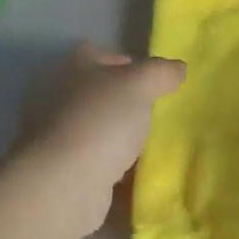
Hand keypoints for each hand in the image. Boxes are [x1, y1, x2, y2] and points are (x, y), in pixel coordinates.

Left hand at [15, 43, 186, 232]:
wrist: (66, 183)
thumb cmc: (100, 121)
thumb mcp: (139, 84)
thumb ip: (160, 73)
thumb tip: (178, 68)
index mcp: (73, 71)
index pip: (96, 55)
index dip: (123, 61)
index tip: (151, 79)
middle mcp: (60, 100)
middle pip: (97, 94)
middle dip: (124, 103)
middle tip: (157, 113)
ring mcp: (60, 138)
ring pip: (97, 130)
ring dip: (120, 137)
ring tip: (152, 145)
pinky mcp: (66, 172)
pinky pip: (97, 164)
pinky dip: (115, 168)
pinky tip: (138, 175)